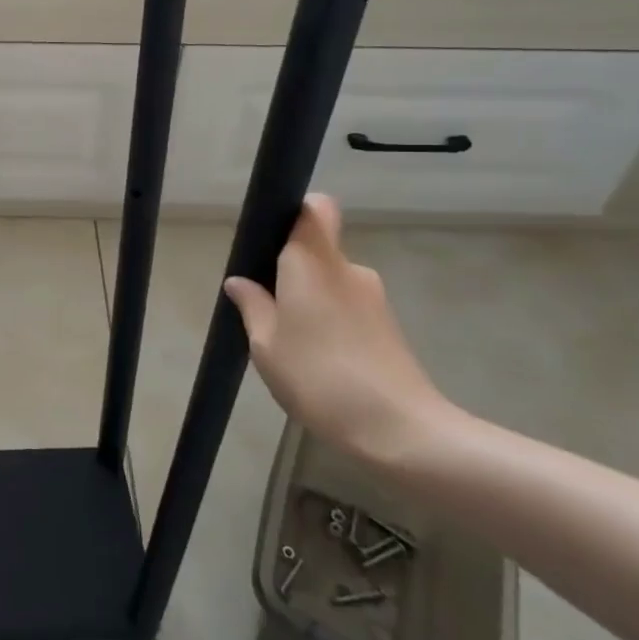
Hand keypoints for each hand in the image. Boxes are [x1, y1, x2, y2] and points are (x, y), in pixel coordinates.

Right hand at [223, 195, 457, 466]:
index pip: (316, 209)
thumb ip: (252, 306)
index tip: (273, 238)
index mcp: (312, 262)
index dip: (296, 212)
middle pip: (318, 249)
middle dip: (292, 271)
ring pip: (331, 282)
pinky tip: (319, 360)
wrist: (399, 430)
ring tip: (291, 343)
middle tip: (267, 307)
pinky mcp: (388, 325)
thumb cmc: (318, 377)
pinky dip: (331, 321)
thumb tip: (239, 282)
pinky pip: (348, 306)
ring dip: (311, 300)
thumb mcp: (266, 345)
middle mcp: (347, 269)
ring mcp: (373, 297)